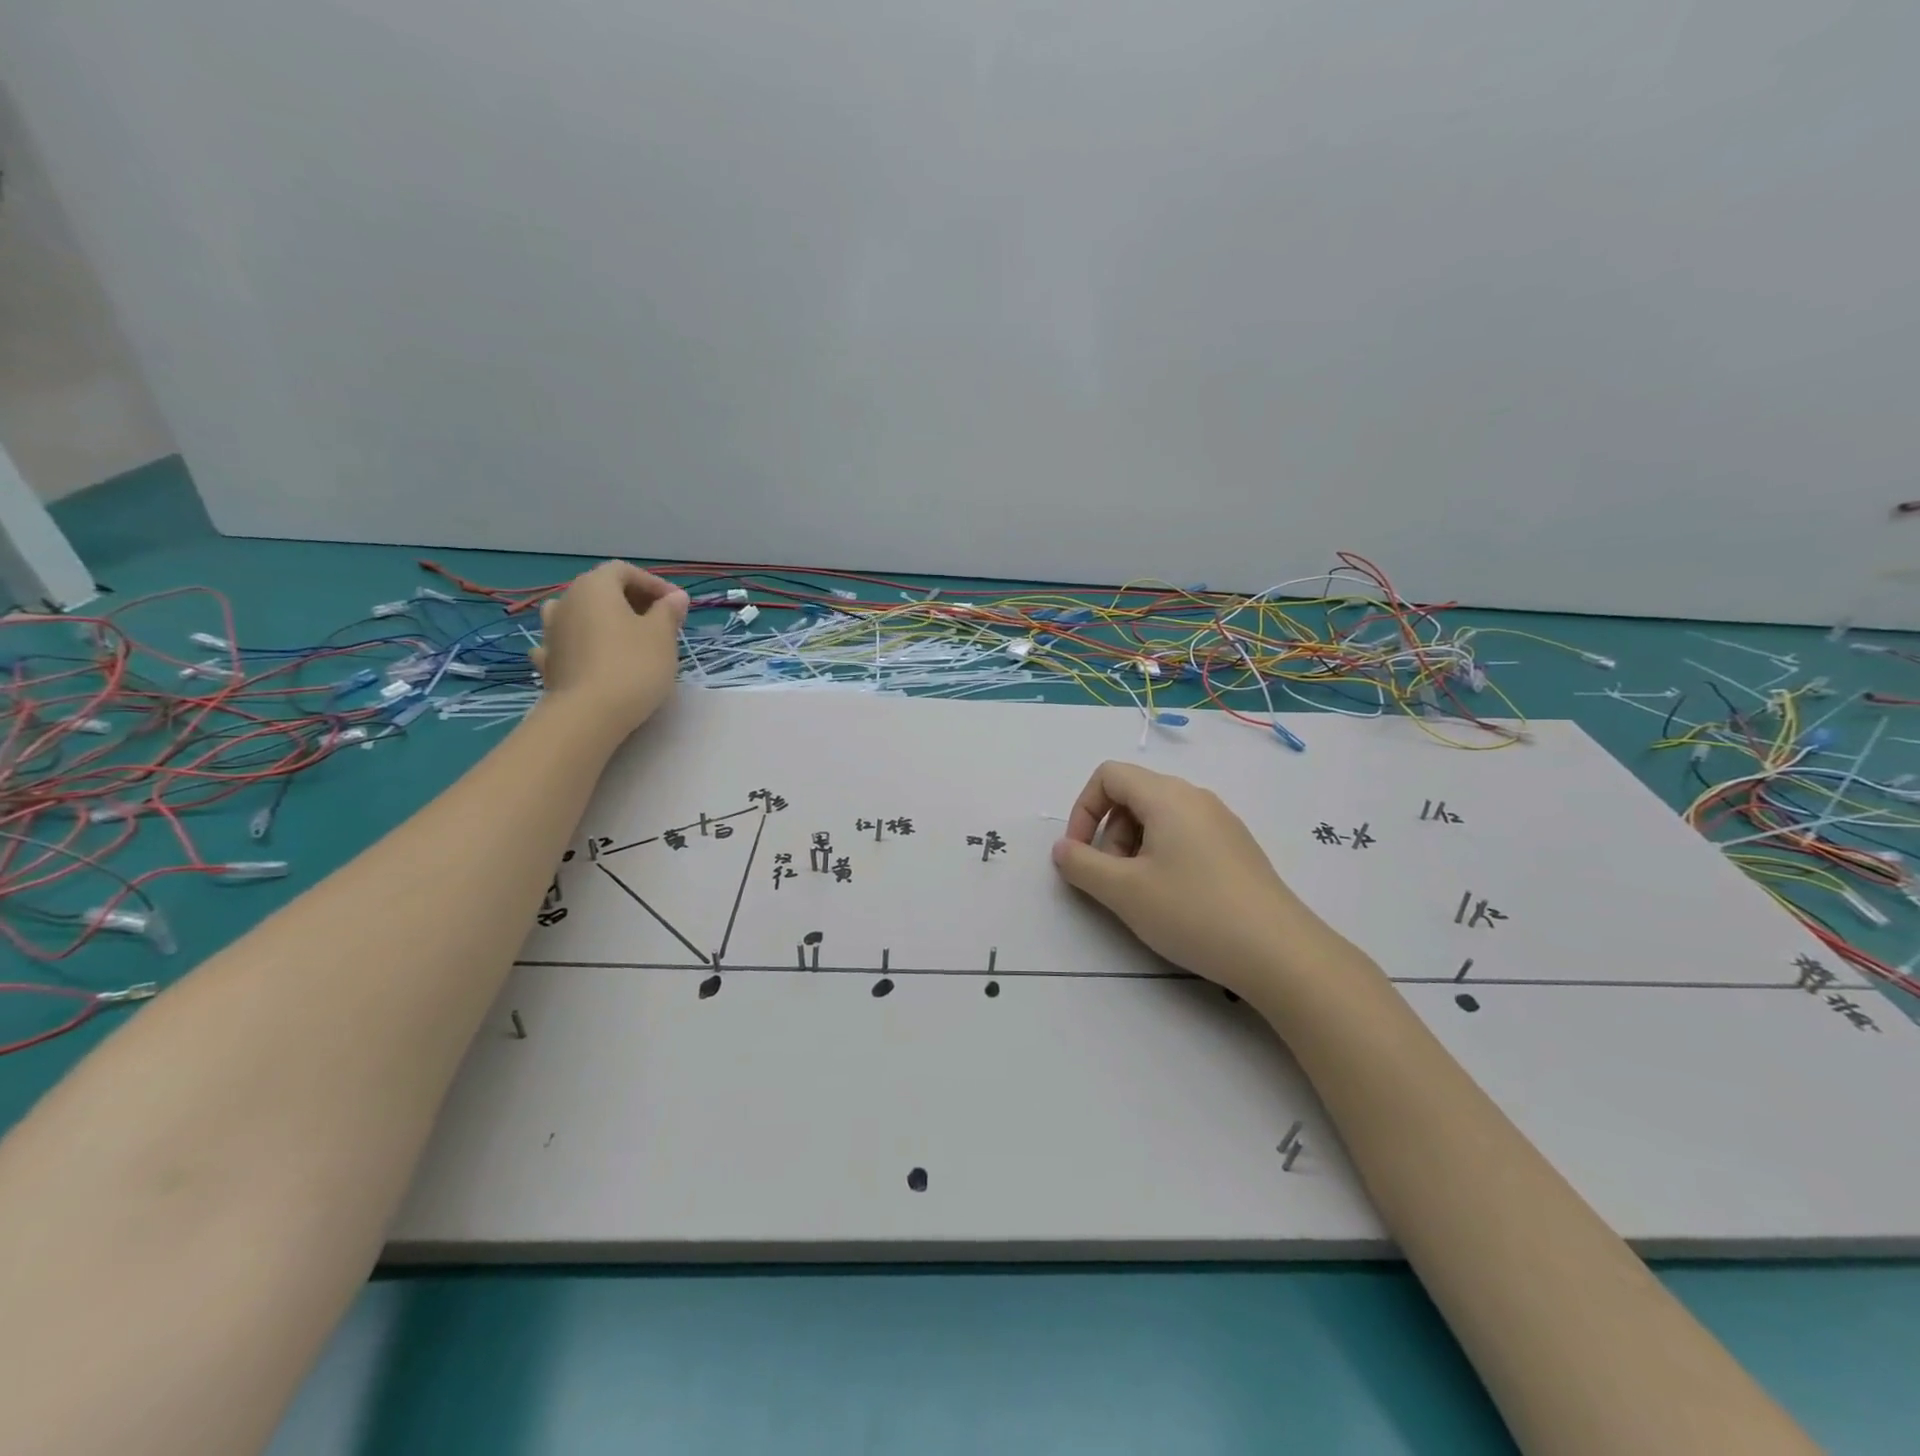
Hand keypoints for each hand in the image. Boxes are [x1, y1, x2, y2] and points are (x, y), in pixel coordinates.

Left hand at [528, 561, 687, 736]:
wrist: (589, 714)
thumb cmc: (633, 665)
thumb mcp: (662, 635)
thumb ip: (668, 611)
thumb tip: (675, 597)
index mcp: (594, 587)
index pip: (624, 571)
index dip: (653, 584)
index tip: (677, 605)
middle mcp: (566, 602)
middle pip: (601, 591)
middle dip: (632, 602)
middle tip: (660, 622)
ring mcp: (551, 633)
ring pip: (580, 615)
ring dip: (603, 621)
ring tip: (626, 638)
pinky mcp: (548, 663)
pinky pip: (567, 643)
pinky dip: (583, 645)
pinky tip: (593, 657)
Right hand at [1051, 761, 1329, 997]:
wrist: (1280, 953)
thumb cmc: (1193, 912)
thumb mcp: (1124, 891)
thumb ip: (1082, 865)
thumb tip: (1063, 848)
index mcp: (1167, 796)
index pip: (1109, 775)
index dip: (1083, 809)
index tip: (1080, 853)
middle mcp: (1196, 798)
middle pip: (1133, 795)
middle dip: (1108, 833)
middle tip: (1111, 880)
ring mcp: (1221, 822)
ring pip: (1159, 818)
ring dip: (1133, 847)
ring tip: (1140, 894)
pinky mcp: (1236, 848)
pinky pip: (1185, 835)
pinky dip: (1162, 856)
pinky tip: (1173, 898)